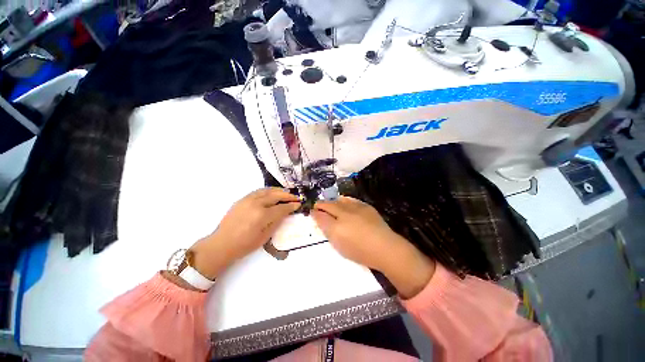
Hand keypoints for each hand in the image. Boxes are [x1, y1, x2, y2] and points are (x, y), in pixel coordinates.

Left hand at [190, 188, 299, 278]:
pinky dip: (268, 191)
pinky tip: (272, 193)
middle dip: (287, 196)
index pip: (281, 208)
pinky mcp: (242, 199)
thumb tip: (285, 212)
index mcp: (262, 215)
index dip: (291, 206)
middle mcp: (256, 204)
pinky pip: (258, 191)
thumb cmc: (245, 244)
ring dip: (278, 191)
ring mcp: (248, 200)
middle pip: (276, 195)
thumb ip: (276, 221)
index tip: (298, 204)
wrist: (222, 244)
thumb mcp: (265, 236)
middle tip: (295, 197)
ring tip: (286, 193)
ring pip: (267, 190)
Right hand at [312, 196, 434, 297]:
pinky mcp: (364, 206)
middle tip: (317, 206)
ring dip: (332, 201)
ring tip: (330, 204)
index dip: (315, 213)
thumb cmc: (360, 252)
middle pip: (327, 205)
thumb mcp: (340, 246)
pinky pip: (350, 199)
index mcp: (336, 228)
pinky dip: (343, 200)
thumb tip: (322, 220)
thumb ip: (329, 232)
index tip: (312, 212)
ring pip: (338, 200)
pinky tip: (343, 202)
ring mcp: (355, 208)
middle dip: (320, 204)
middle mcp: (343, 215)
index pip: (320, 216)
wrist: (384, 247)